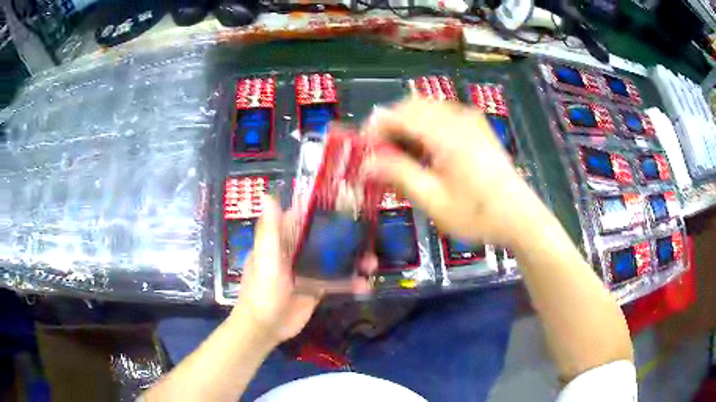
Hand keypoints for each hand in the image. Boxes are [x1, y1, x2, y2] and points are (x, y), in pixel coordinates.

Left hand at [231, 197, 377, 344]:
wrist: (264, 328)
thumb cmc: (262, 291)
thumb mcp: (266, 260)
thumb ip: (270, 231)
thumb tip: (267, 195)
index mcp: (281, 240)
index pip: (302, 217)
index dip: (320, 208)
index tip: (345, 201)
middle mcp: (295, 251)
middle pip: (323, 238)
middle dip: (346, 237)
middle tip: (368, 235)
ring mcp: (307, 270)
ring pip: (333, 259)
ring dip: (352, 260)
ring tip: (372, 264)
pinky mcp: (316, 288)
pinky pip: (335, 281)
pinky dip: (350, 282)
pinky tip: (366, 286)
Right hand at [365, 98, 541, 247]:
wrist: (520, 218)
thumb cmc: (478, 215)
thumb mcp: (434, 201)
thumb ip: (399, 175)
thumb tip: (367, 163)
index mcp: (446, 134)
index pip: (398, 115)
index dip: (375, 129)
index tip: (363, 151)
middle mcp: (458, 117)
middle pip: (411, 106)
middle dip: (390, 126)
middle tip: (381, 156)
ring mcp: (471, 119)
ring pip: (426, 108)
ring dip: (407, 126)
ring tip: (402, 156)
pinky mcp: (477, 127)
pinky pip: (442, 115)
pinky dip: (425, 127)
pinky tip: (426, 152)